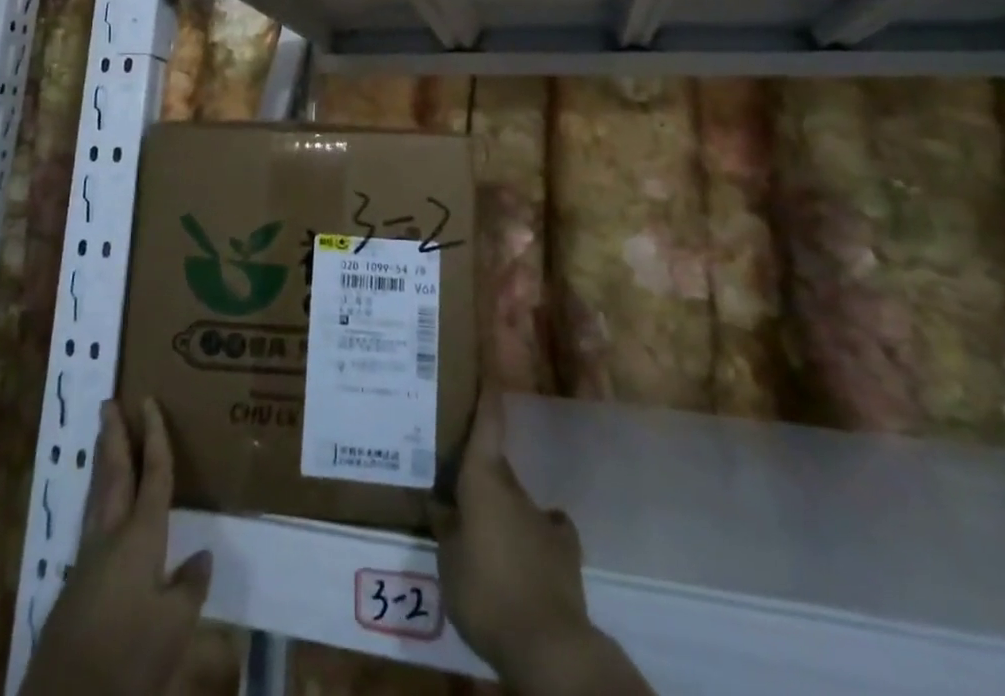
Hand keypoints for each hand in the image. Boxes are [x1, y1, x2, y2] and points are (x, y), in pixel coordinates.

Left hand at [22, 398, 211, 695]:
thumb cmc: (127, 656)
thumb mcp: (174, 627)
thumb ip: (190, 587)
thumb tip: (200, 556)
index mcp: (140, 536)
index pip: (153, 474)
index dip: (155, 436)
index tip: (148, 401)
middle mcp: (111, 536)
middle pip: (114, 474)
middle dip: (114, 437)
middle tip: (109, 403)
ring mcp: (88, 560)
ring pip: (97, 496)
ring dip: (103, 463)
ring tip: (104, 438)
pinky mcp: (76, 585)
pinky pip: (92, 521)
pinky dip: (100, 496)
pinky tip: (103, 507)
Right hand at [429, 385, 596, 689]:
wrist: (548, 642)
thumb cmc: (486, 589)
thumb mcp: (448, 560)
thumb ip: (445, 527)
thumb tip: (440, 503)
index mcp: (484, 479)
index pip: (487, 423)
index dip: (487, 392)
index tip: (488, 361)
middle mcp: (515, 488)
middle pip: (493, 468)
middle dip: (477, 474)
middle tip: (454, 488)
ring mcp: (543, 518)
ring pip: (514, 503)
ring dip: (500, 512)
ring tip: (482, 538)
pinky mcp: (564, 551)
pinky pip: (541, 533)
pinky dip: (529, 540)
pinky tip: (519, 560)